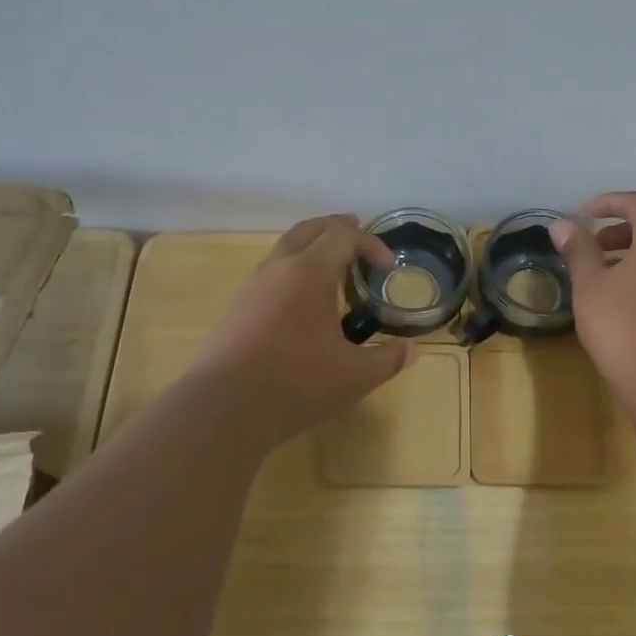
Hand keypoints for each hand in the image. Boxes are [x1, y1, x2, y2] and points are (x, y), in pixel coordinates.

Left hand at [186, 215, 417, 439]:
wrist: (223, 408)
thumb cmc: (296, 384)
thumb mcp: (354, 376)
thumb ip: (387, 360)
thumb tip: (412, 351)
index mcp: (310, 272)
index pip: (344, 236)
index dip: (371, 244)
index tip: (388, 268)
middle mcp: (279, 268)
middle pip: (309, 230)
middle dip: (336, 228)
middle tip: (356, 232)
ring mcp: (253, 286)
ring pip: (285, 249)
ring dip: (312, 248)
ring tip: (333, 270)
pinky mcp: (237, 308)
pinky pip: (271, 273)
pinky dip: (293, 271)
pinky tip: (302, 302)